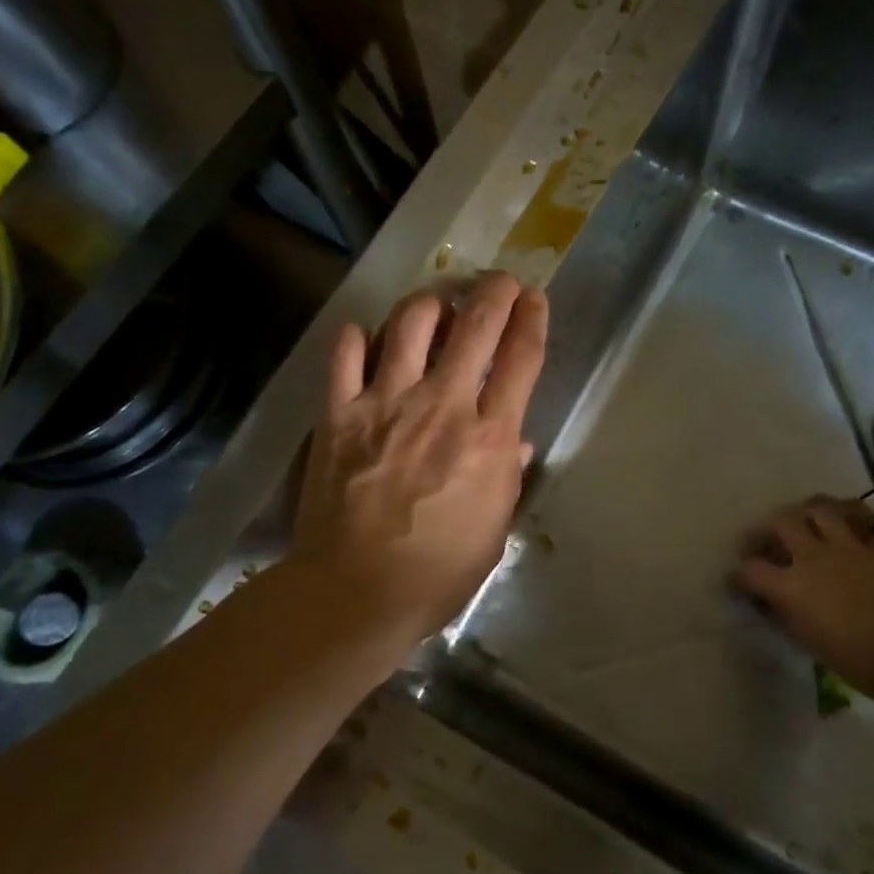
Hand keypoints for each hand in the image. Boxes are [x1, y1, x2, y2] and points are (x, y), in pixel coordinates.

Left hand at [291, 271, 548, 645]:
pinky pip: (345, 353)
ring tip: (435, 304)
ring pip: (410, 323)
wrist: (357, 592)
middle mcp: (443, 404)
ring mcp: (386, 402)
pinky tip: (366, 337)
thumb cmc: (438, 571)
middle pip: (475, 324)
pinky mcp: (339, 412)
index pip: (521, 358)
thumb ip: (506, 476)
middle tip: (499, 280)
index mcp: (489, 435)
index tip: (535, 298)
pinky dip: (357, 336)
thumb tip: (514, 441)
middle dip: (494, 291)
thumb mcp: (493, 529)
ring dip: (429, 303)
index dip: (532, 318)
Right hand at [735, 496, 873, 697]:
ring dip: (816, 510)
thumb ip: (787, 615)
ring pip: (825, 508)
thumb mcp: (808, 641)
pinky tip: (866, 537)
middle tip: (774, 536)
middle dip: (772, 526)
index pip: (751, 569)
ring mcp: (850, 546)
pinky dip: (867, 529)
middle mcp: (814, 556)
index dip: (741, 573)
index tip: (739, 578)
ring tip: (815, 519)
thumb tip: (774, 603)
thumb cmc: (854, 659)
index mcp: (791, 584)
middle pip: (783, 521)